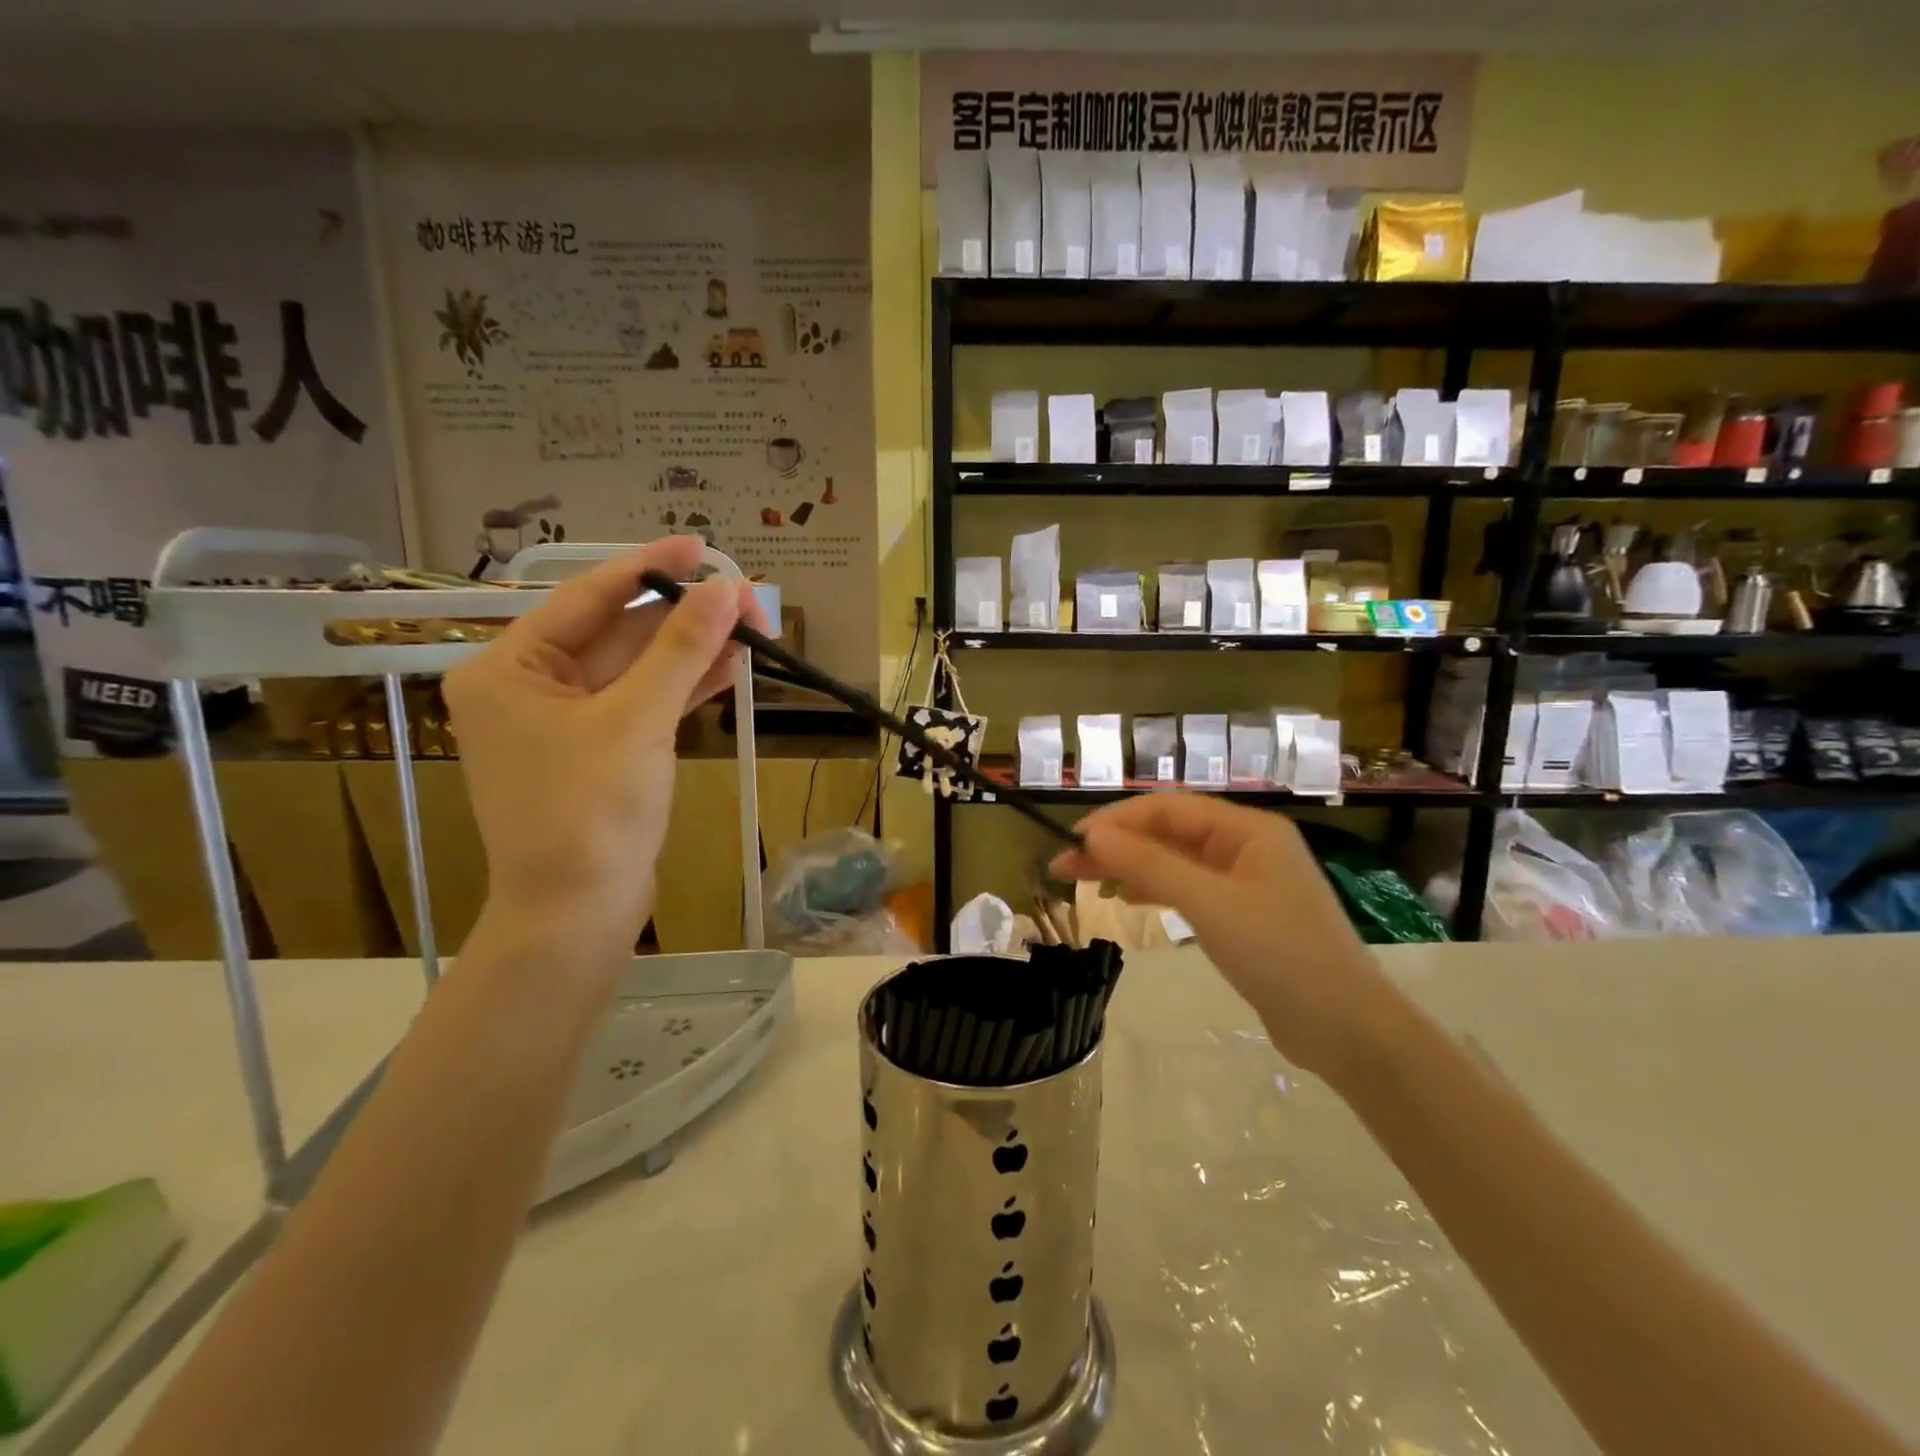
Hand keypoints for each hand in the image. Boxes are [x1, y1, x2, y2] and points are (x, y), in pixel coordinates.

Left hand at [443, 536, 761, 963]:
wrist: (578, 913)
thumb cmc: (589, 812)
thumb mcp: (637, 721)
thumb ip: (681, 650)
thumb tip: (724, 588)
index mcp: (510, 669)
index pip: (586, 599)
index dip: (646, 568)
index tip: (699, 546)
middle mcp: (534, 687)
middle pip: (618, 634)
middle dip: (683, 617)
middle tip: (745, 599)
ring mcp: (571, 722)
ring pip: (639, 670)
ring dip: (693, 651)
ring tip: (751, 628)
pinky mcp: (604, 751)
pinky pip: (647, 704)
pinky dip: (685, 688)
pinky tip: (731, 669)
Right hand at [1051, 793, 1405, 1082]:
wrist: (1347, 1030)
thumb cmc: (1280, 955)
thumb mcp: (1209, 905)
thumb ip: (1150, 865)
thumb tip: (1092, 835)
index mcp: (1248, 830)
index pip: (1169, 808)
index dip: (1118, 819)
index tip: (1074, 840)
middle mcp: (1247, 846)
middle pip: (1170, 833)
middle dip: (1118, 845)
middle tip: (1065, 865)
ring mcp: (1247, 882)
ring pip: (1176, 862)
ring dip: (1132, 867)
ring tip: (1086, 882)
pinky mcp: (1244, 915)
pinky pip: (1190, 889)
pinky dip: (1157, 890)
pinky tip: (1129, 898)